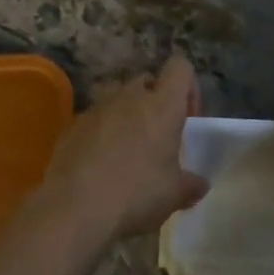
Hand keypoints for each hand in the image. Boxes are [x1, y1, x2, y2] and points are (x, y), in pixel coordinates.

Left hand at [41, 55, 208, 248]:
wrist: (74, 206)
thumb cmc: (135, 194)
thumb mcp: (174, 195)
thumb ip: (191, 184)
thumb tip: (199, 184)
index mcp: (161, 105)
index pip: (180, 68)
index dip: (188, 87)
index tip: (187, 118)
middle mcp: (129, 96)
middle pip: (147, 82)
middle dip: (155, 103)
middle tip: (158, 139)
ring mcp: (97, 107)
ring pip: (118, 98)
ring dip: (127, 116)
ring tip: (127, 152)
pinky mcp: (73, 123)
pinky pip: (95, 119)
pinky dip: (101, 133)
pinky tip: (100, 165)